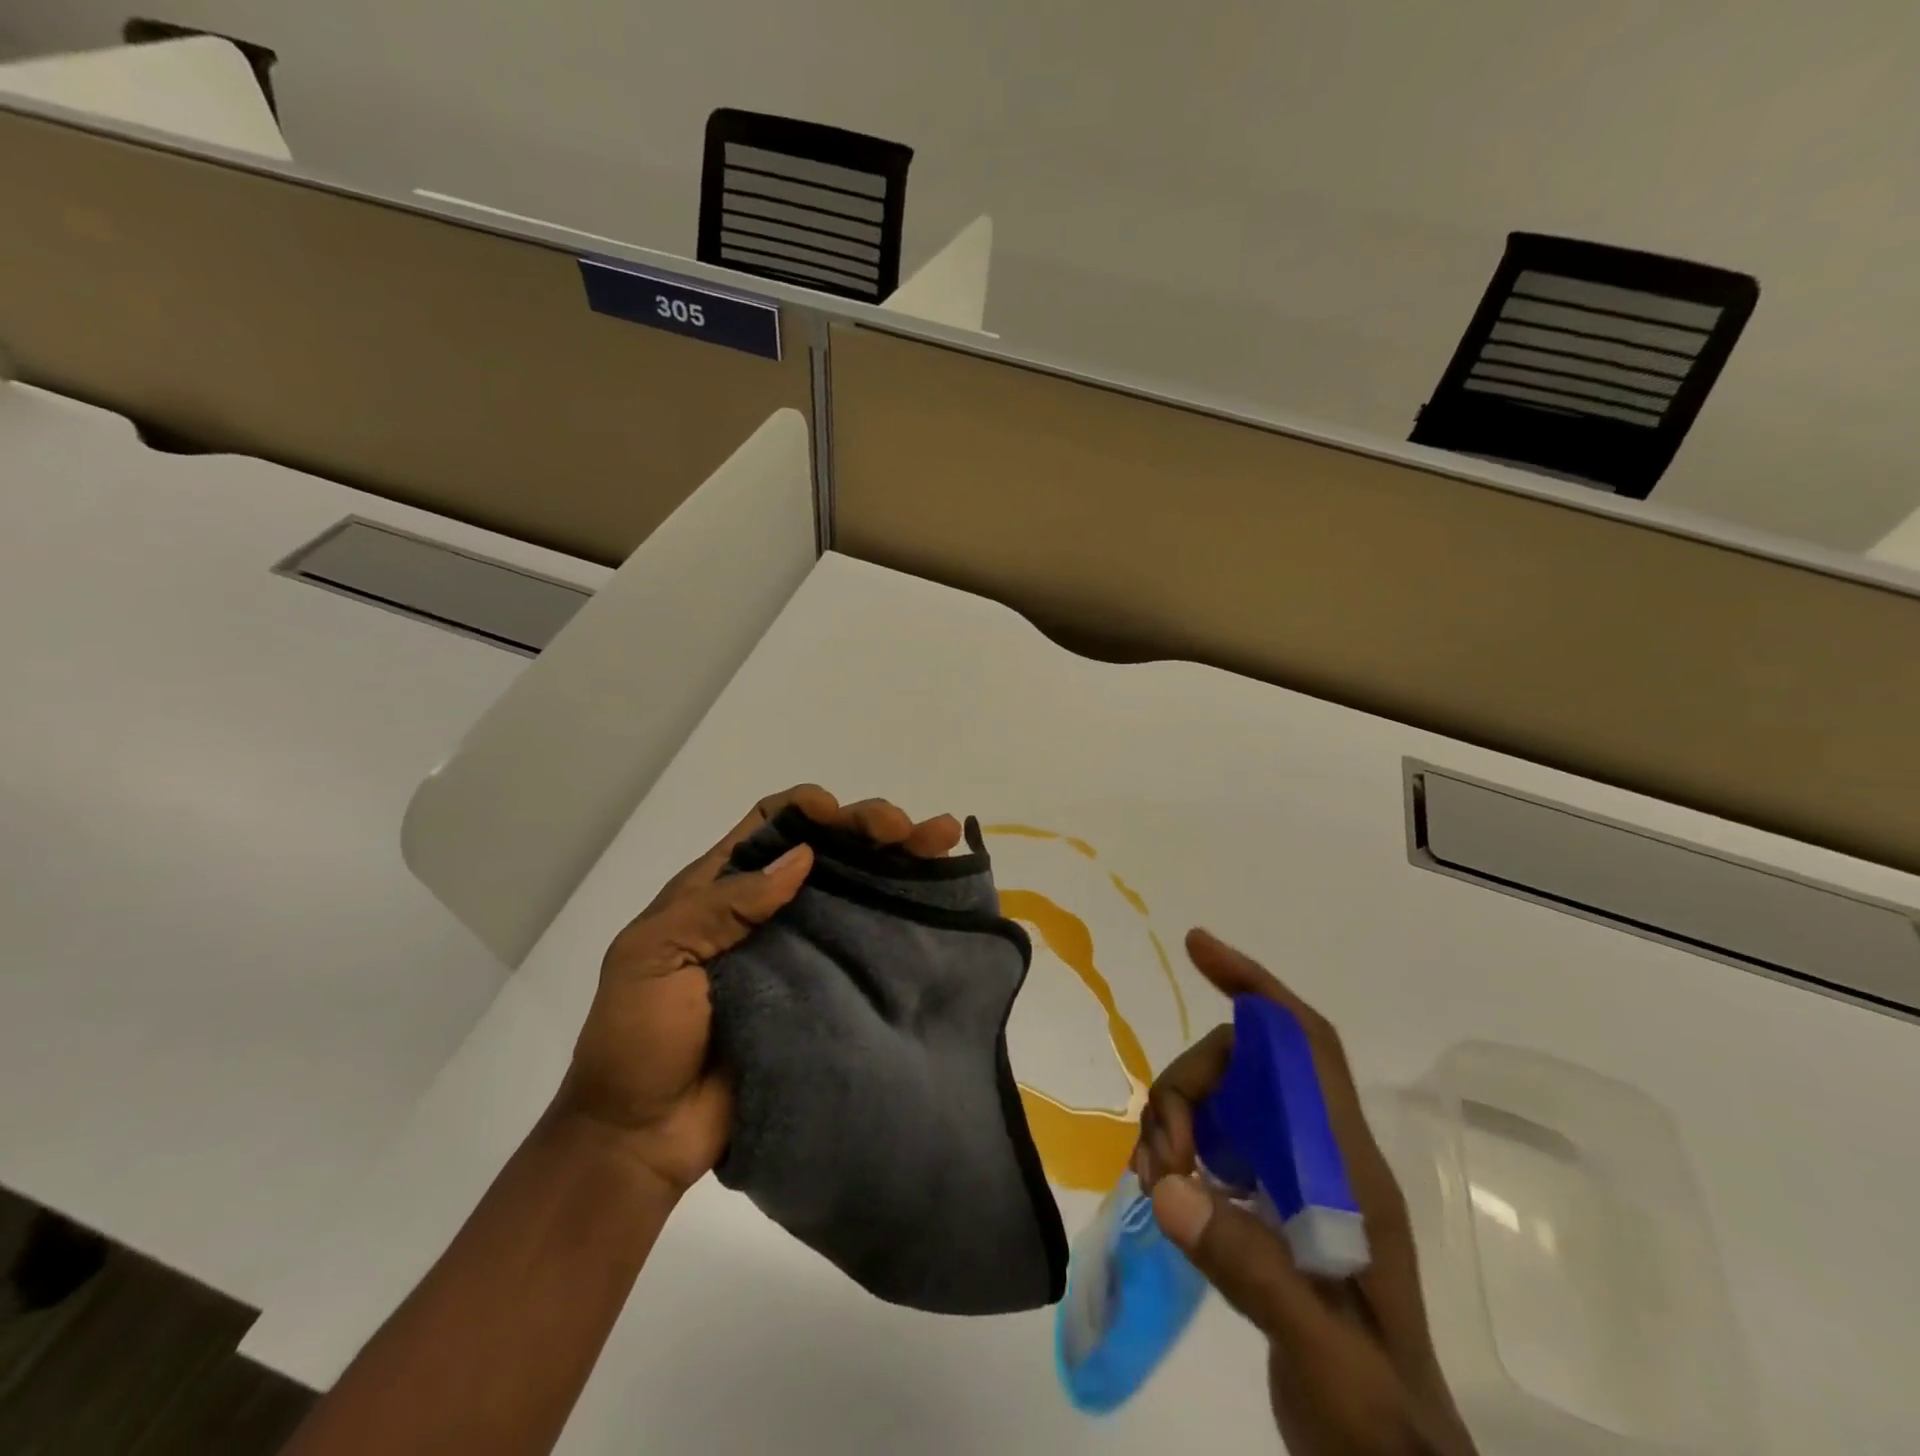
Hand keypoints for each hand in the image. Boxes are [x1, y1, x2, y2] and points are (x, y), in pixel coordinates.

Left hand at [559, 785, 961, 1194]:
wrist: (645, 1136)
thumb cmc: (637, 1040)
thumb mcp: (653, 956)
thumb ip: (720, 905)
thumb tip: (801, 857)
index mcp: (721, 889)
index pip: (771, 824)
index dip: (808, 808)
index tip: (840, 815)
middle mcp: (771, 909)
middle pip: (828, 848)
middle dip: (870, 826)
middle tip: (910, 830)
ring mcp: (805, 950)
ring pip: (859, 888)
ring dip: (901, 859)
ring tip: (944, 842)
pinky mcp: (830, 991)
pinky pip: (871, 944)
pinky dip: (908, 916)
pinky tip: (943, 900)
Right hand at [1134, 930, 1476, 1455]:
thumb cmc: (1377, 1416)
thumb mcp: (1324, 1351)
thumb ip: (1252, 1268)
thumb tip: (1167, 1185)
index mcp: (1350, 1168)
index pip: (1305, 1044)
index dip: (1257, 987)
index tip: (1200, 948)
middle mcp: (1321, 1154)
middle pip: (1242, 1067)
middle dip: (1189, 1086)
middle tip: (1162, 1154)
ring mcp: (1292, 1176)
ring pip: (1219, 1099)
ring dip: (1175, 1118)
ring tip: (1155, 1179)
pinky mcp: (1266, 1202)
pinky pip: (1208, 1140)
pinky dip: (1175, 1148)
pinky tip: (1162, 1186)